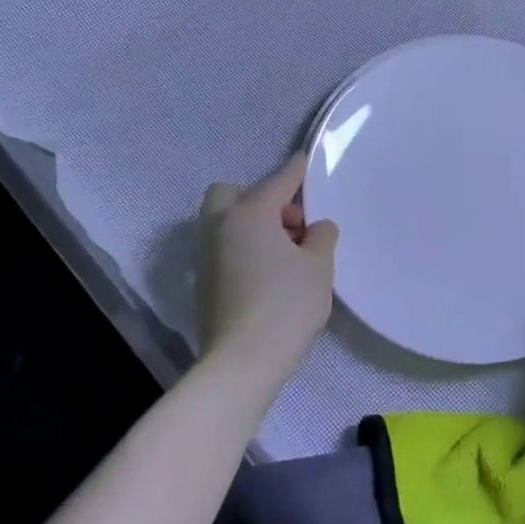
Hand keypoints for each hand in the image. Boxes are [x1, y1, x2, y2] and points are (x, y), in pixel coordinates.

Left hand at [196, 154, 338, 387]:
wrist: (241, 362)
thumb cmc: (286, 306)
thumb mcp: (318, 267)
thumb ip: (321, 237)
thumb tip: (315, 228)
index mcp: (249, 213)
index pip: (278, 182)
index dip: (295, 171)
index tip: (304, 161)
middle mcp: (220, 226)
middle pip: (233, 194)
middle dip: (261, 199)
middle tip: (291, 225)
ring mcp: (206, 255)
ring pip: (226, 222)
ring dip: (252, 225)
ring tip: (286, 253)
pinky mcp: (203, 282)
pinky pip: (225, 248)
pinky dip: (244, 248)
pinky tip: (268, 273)